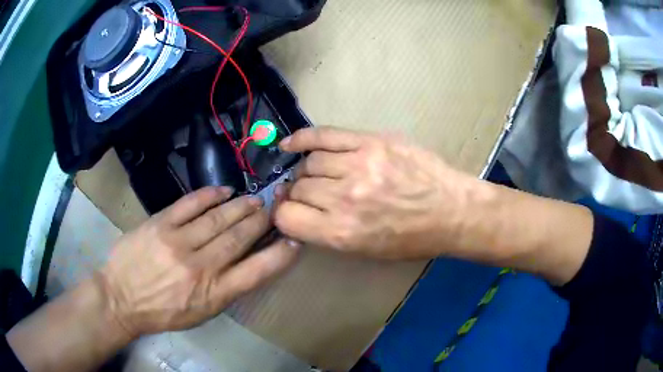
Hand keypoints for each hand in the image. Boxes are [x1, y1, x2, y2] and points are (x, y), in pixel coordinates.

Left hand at [100, 187, 299, 337]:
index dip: (279, 254)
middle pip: (238, 238)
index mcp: (213, 294)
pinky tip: (224, 190)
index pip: (257, 271)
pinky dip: (209, 195)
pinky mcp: (159, 225)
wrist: (121, 299)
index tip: (293, 239)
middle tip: (272, 209)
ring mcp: (178, 243)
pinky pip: (189, 205)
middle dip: (260, 222)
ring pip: (217, 219)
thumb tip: (249, 263)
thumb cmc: (164, 312)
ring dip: (240, 207)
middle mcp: (200, 267)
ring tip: (254, 199)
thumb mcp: (201, 312)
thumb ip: (226, 288)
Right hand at [275, 127, 479, 259]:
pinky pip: (324, 135)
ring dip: (308, 172)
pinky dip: (302, 139)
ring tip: (319, 175)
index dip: (284, 215)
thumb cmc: (411, 239)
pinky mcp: (371, 142)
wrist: (451, 211)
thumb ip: (327, 232)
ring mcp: (358, 165)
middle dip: (299, 194)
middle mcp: (344, 199)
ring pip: (310, 163)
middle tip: (313, 196)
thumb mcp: (366, 251)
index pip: (287, 217)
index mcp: (342, 232)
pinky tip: (291, 144)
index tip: (291, 212)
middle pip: (298, 188)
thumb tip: (298, 210)